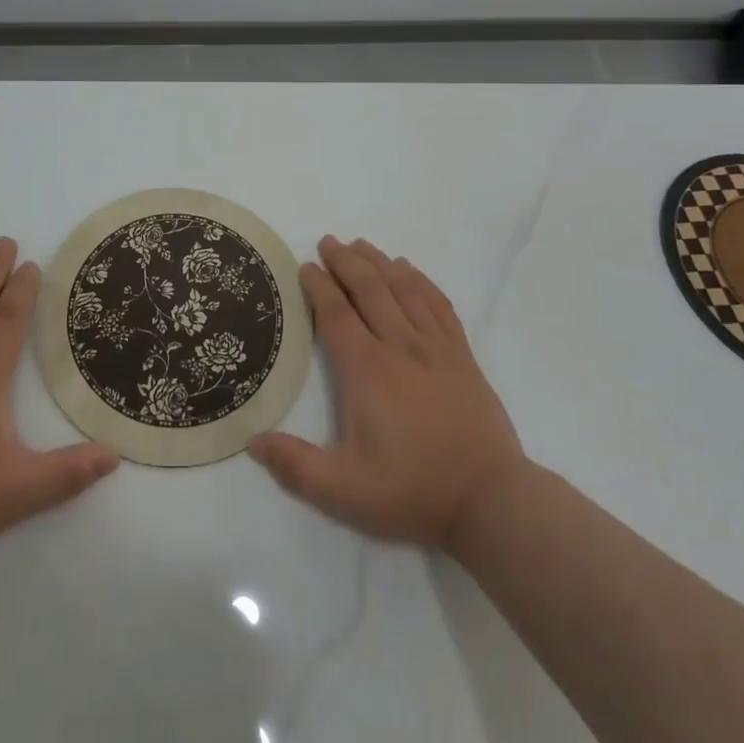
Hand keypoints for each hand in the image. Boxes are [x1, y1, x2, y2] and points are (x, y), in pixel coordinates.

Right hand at [249, 236, 526, 550]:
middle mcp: (399, 346)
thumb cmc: (412, 491)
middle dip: (345, 261)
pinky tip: (409, 270)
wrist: (491, 500)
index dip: (319, 286)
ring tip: (360, 245)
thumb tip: (253, 440)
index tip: (306, 266)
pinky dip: (420, 280)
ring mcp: (435, 347)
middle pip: (369, 288)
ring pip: (403, 288)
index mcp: (367, 370)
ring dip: (379, 262)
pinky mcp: (462, 355)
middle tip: (328, 242)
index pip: (336, 314)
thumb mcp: (344, 491)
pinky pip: (438, 303)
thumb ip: (295, 466)